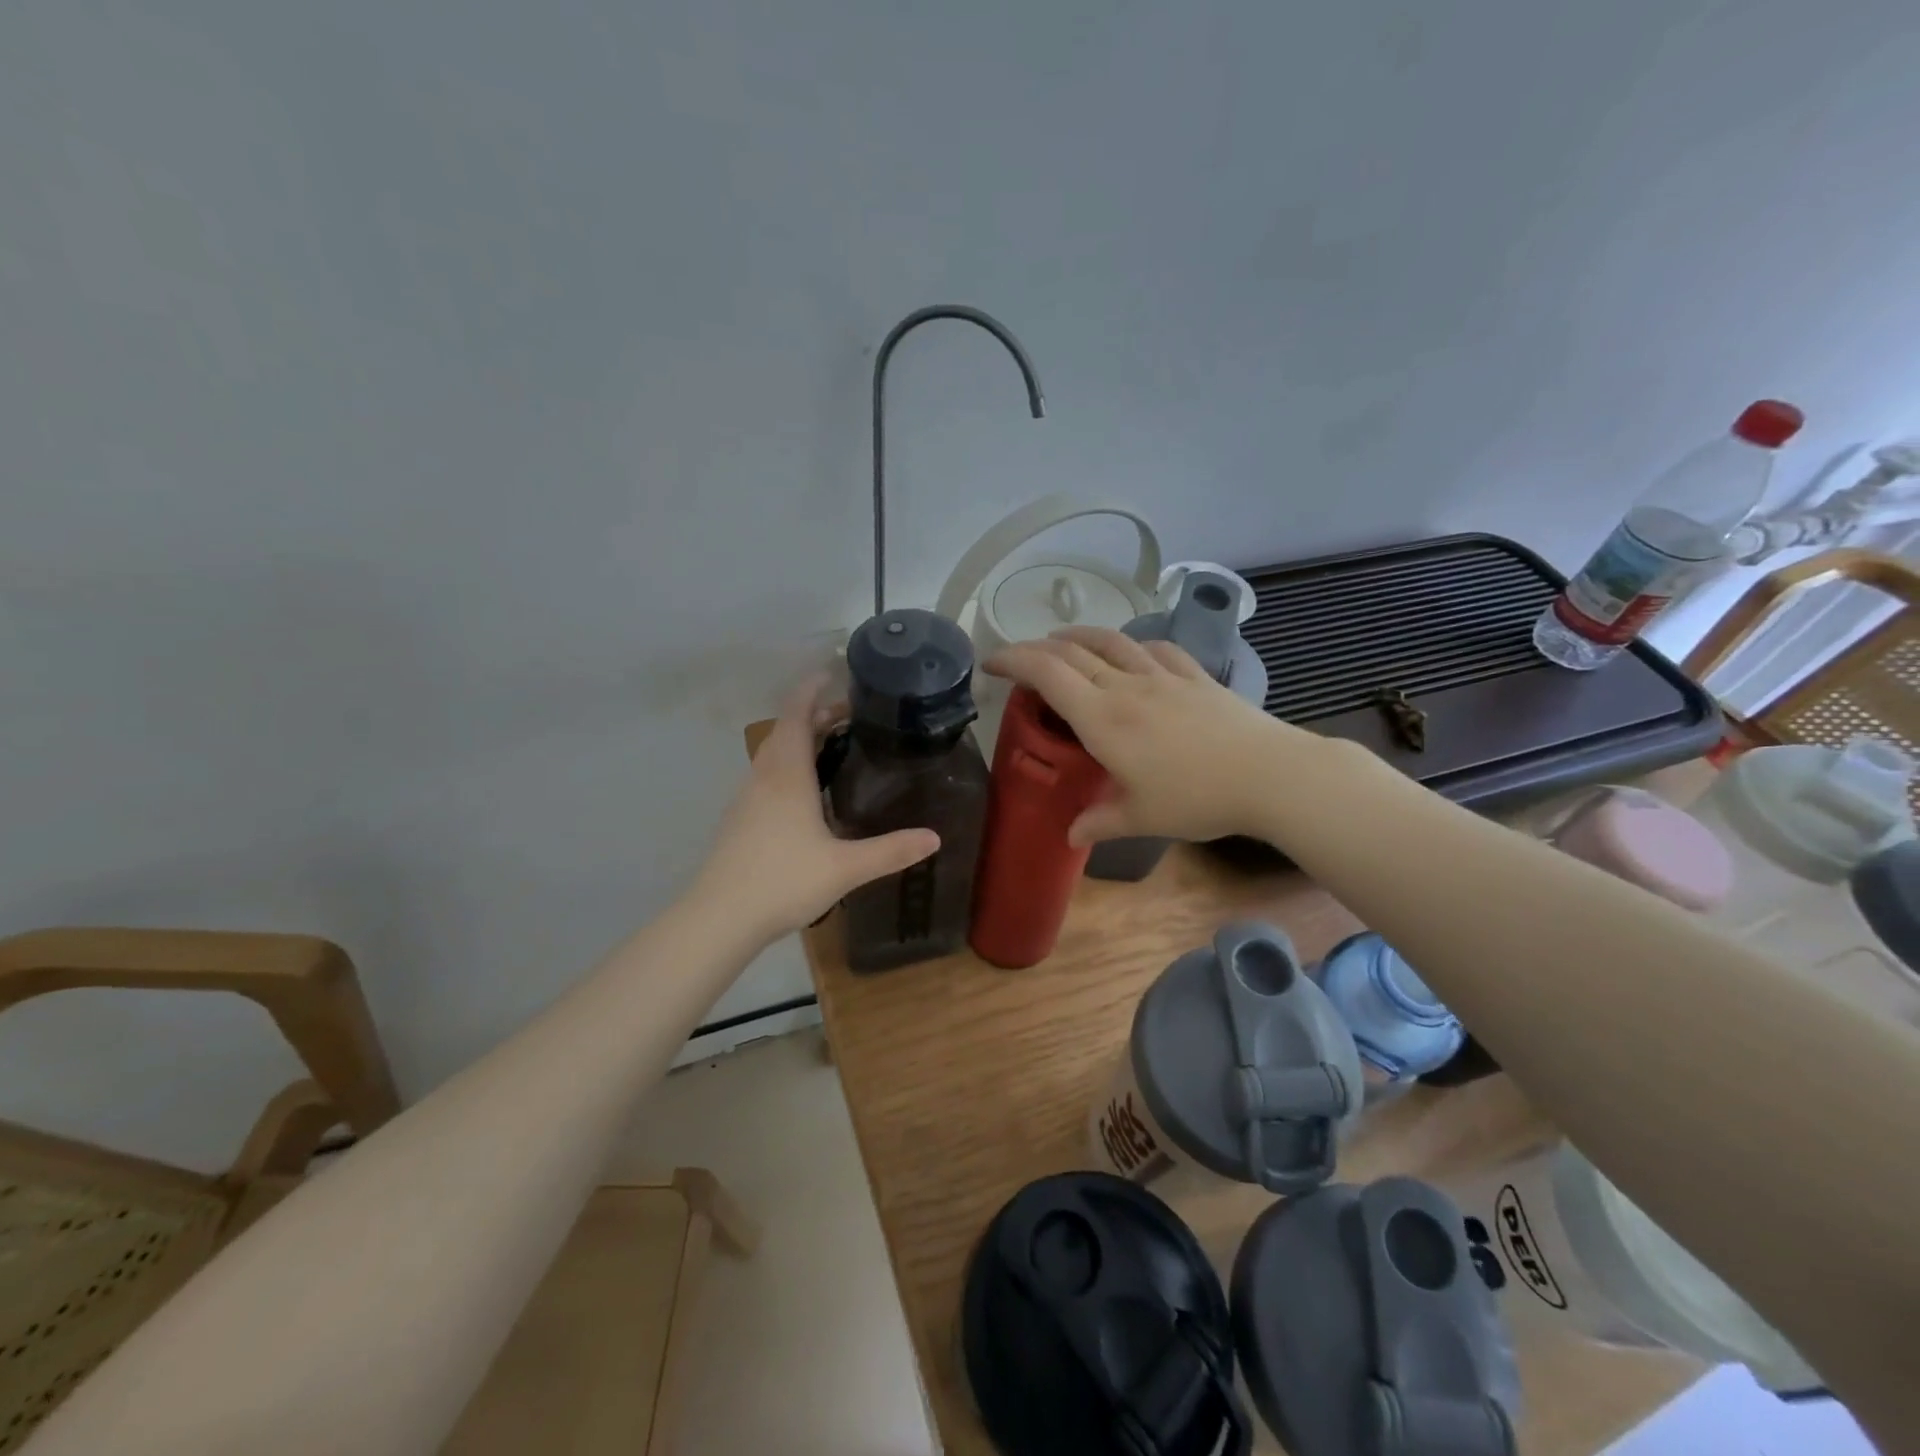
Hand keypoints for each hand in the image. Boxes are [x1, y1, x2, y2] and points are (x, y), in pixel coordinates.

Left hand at [693, 678, 939, 943]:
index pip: (796, 714)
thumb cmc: (782, 881)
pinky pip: (767, 775)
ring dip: (800, 739)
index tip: (834, 673)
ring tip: (834, 745)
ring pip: (774, 753)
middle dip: (815, 715)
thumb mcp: (845, 867)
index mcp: (787, 775)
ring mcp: (747, 798)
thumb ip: (891, 851)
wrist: (719, 918)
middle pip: (786, 730)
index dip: (812, 690)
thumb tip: (935, 838)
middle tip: (852, 715)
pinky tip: (808, 792)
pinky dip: (789, 765)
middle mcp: (764, 777)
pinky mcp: (740, 819)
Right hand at [984, 627, 1297, 845]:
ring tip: (1062, 640)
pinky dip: (1132, 645)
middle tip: (1018, 658)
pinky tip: (1132, 651)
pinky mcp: (1194, 676)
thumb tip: (1071, 836)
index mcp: (1102, 718)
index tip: (990, 663)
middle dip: (1036, 648)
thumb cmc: (1197, 798)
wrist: (1269, 775)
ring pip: (1111, 641)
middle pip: (1072, 652)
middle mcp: (1126, 686)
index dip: (1012, 659)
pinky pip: (1155, 649)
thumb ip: (1100, 821)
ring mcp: (1163, 676)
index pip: (1046, 673)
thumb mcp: (1141, 817)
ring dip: (1079, 636)